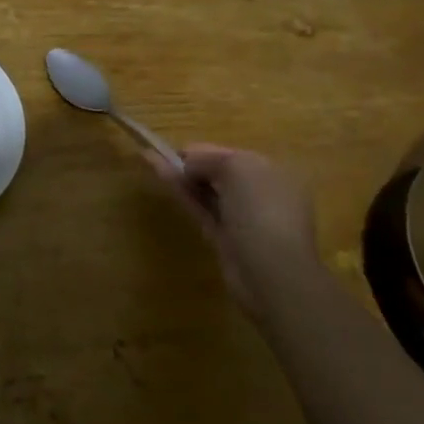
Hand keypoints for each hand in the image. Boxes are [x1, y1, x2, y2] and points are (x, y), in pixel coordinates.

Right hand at [146, 143, 321, 313]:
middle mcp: (260, 194)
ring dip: (181, 176)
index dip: (204, 150)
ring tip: (149, 158)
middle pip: (219, 173)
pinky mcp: (226, 239)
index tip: (176, 150)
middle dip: (191, 163)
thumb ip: (209, 160)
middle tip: (159, 153)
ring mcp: (243, 218)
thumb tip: (189, 166)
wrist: (273, 273)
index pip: (232, 155)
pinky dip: (183, 194)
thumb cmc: (261, 210)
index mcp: (273, 174)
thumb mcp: (237, 168)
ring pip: (207, 191)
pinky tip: (163, 179)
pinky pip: (201, 209)